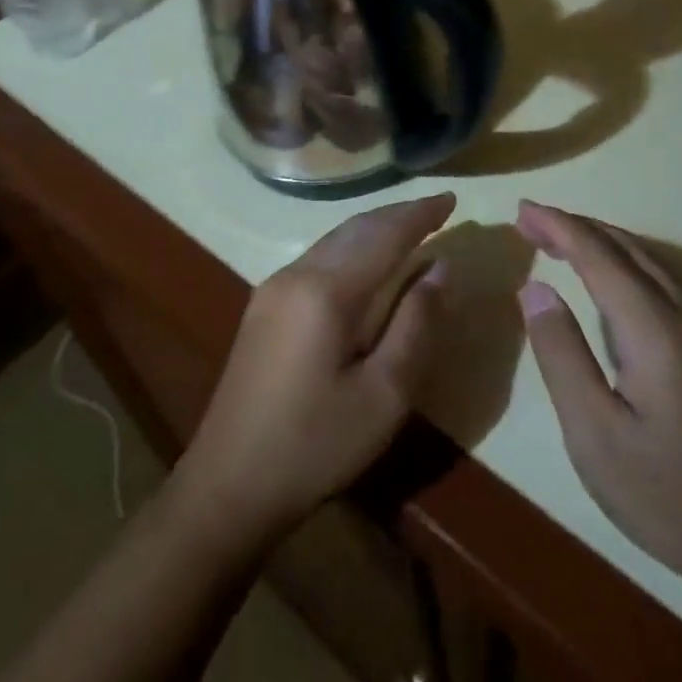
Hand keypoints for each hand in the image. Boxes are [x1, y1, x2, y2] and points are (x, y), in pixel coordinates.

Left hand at [176, 193, 455, 544]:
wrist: (229, 483)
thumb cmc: (316, 444)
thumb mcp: (384, 394)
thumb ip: (416, 324)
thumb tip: (439, 268)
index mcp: (325, 291)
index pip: (383, 235)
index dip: (419, 215)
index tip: (452, 199)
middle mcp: (295, 275)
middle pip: (354, 229)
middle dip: (397, 215)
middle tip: (436, 209)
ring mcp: (272, 289)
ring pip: (332, 241)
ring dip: (372, 229)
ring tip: (409, 228)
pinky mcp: (263, 308)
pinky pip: (317, 259)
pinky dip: (350, 249)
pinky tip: (365, 263)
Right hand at [515, 201, 681, 600]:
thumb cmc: (671, 497)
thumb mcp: (595, 434)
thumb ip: (562, 354)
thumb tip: (534, 289)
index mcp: (658, 330)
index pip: (600, 257)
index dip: (559, 227)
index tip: (522, 209)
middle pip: (629, 251)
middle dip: (578, 228)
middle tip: (532, 221)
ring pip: (653, 265)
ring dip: (605, 244)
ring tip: (562, 241)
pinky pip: (668, 286)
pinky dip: (628, 267)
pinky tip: (613, 284)